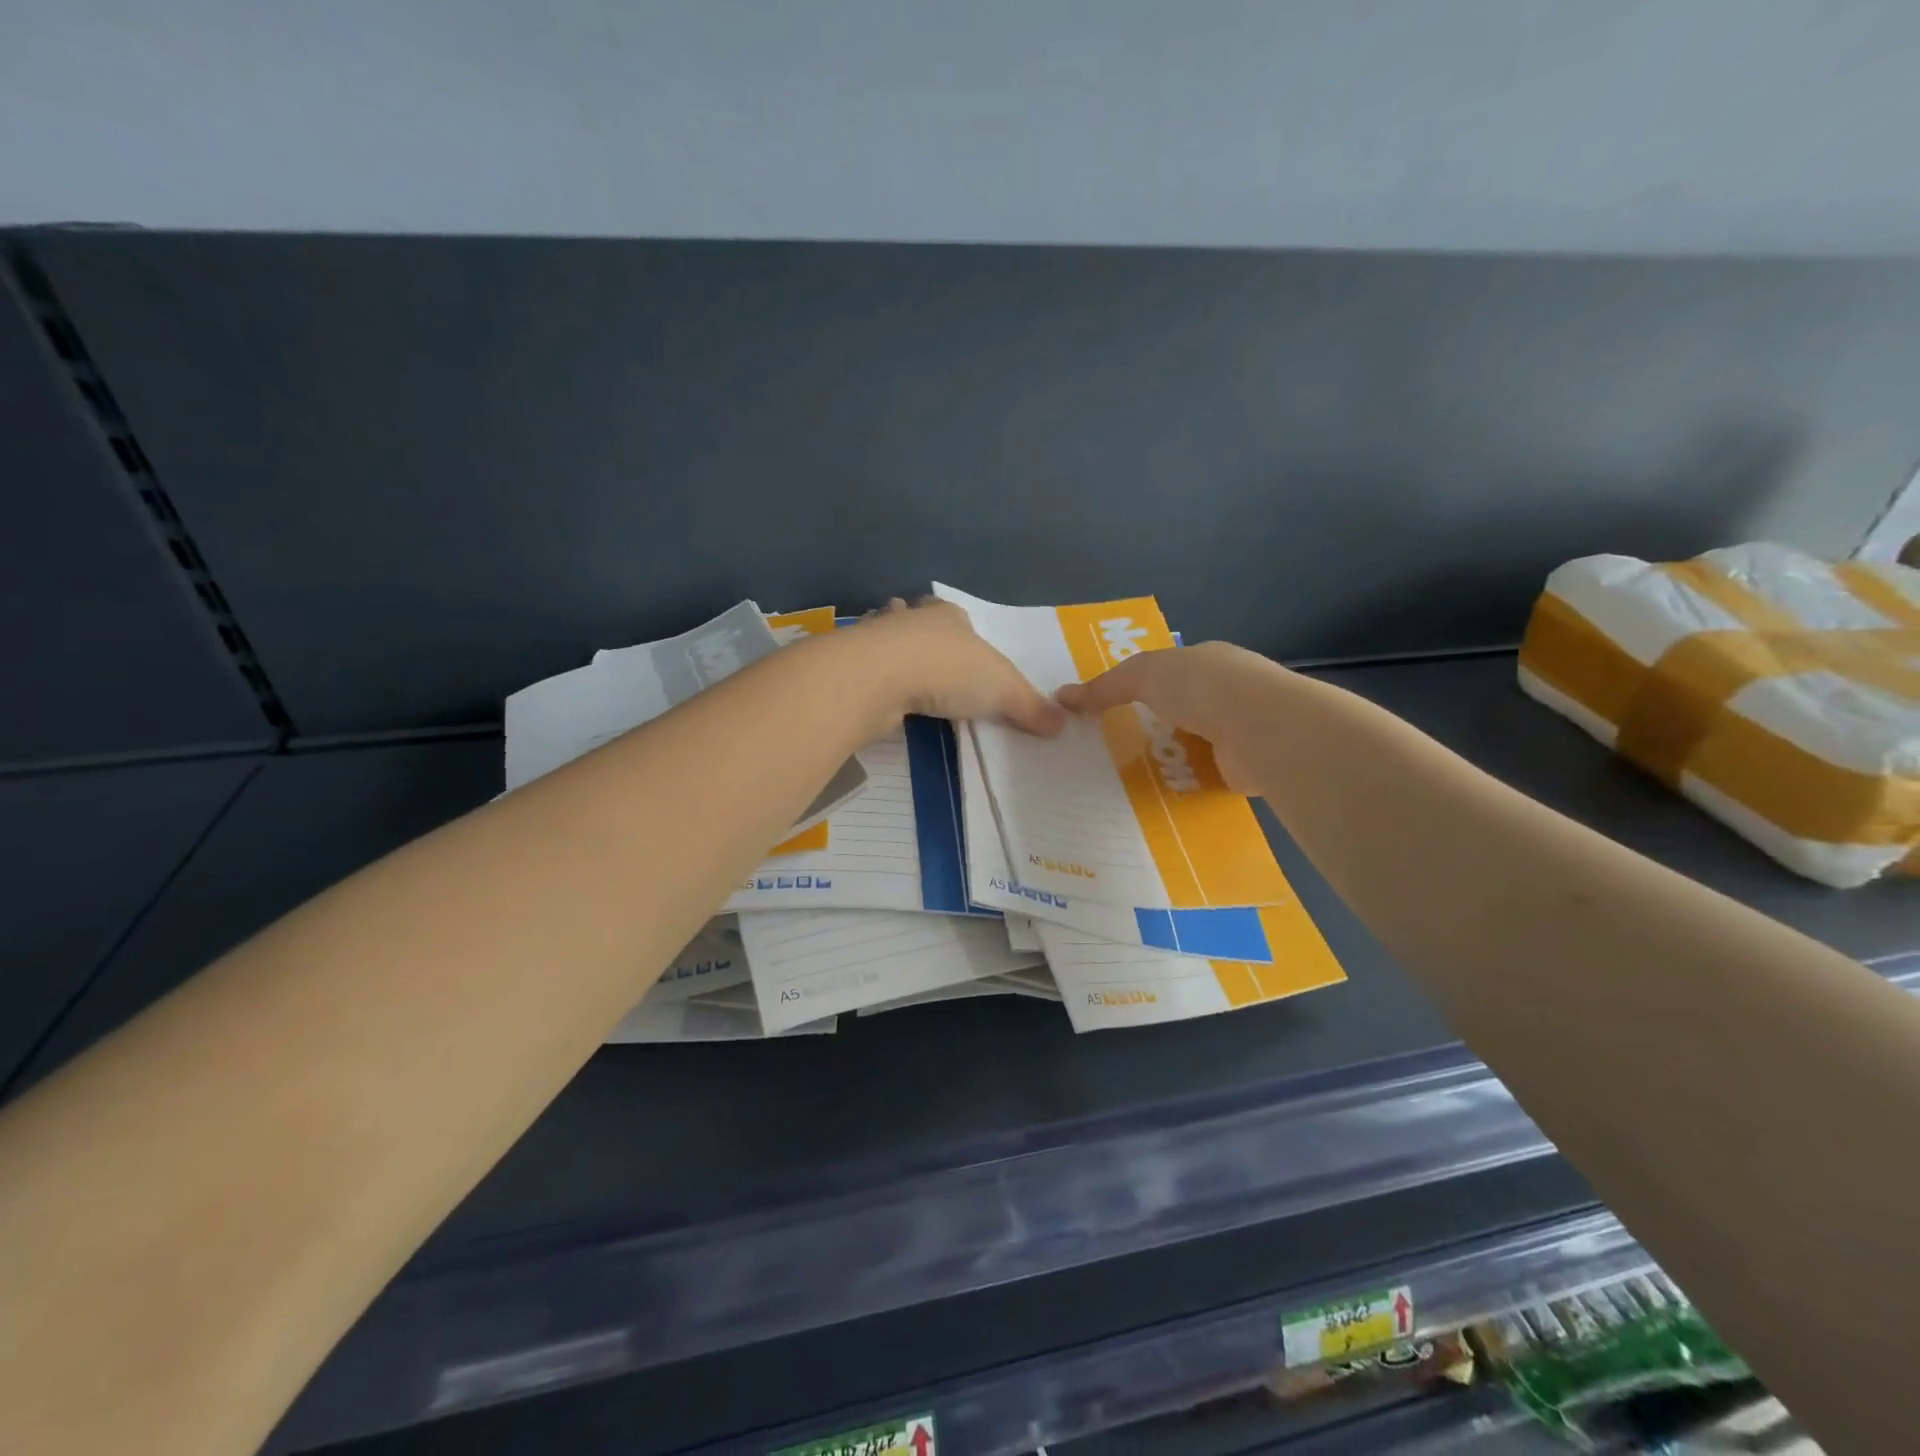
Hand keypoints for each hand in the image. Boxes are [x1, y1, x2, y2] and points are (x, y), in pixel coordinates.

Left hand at [858, 598, 1067, 734]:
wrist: (879, 676)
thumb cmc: (948, 670)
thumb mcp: (1003, 690)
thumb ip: (1030, 706)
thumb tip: (1063, 723)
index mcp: (948, 615)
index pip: (957, 616)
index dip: (962, 630)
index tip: (964, 650)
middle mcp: (910, 619)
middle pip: (917, 622)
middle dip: (922, 635)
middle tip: (930, 661)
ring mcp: (875, 640)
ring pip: (886, 641)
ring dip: (892, 654)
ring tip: (901, 676)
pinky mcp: (852, 666)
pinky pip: (866, 670)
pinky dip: (872, 679)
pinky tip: (878, 696)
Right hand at [1055, 640, 1274, 790]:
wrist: (1260, 728)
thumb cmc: (1201, 687)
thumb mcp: (1143, 674)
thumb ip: (1106, 686)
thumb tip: (1062, 696)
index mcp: (1208, 663)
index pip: (1169, 673)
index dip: (1138, 688)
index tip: (1107, 709)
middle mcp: (1227, 694)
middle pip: (1178, 712)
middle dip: (1149, 728)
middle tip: (1107, 750)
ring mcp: (1238, 732)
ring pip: (1190, 746)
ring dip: (1164, 759)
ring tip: (1120, 778)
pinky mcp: (1242, 769)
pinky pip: (1202, 777)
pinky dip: (1182, 785)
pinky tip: (1154, 797)